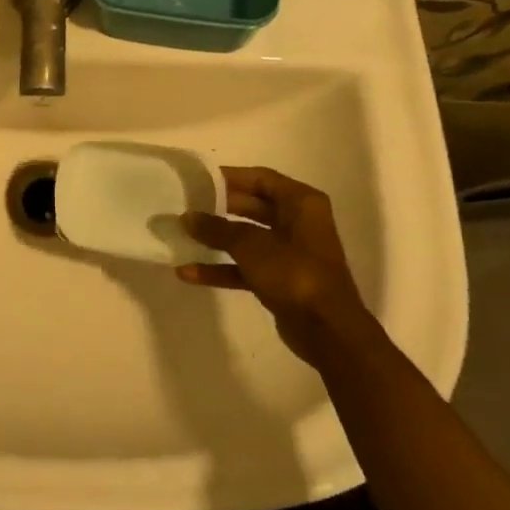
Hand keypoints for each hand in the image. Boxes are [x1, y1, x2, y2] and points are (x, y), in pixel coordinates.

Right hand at [177, 167, 367, 364]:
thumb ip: (217, 229)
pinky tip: (189, 272)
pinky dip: (221, 268)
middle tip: (185, 206)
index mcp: (301, 203)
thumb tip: (188, 217)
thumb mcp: (251, 245)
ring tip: (181, 236)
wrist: (327, 332)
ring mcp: (289, 253)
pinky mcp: (280, 280)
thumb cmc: (295, 273)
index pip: (260, 178)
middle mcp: (298, 223)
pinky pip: (245, 267)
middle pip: (251, 206)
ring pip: (246, 238)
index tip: (197, 180)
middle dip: (218, 208)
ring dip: (216, 240)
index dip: (229, 177)